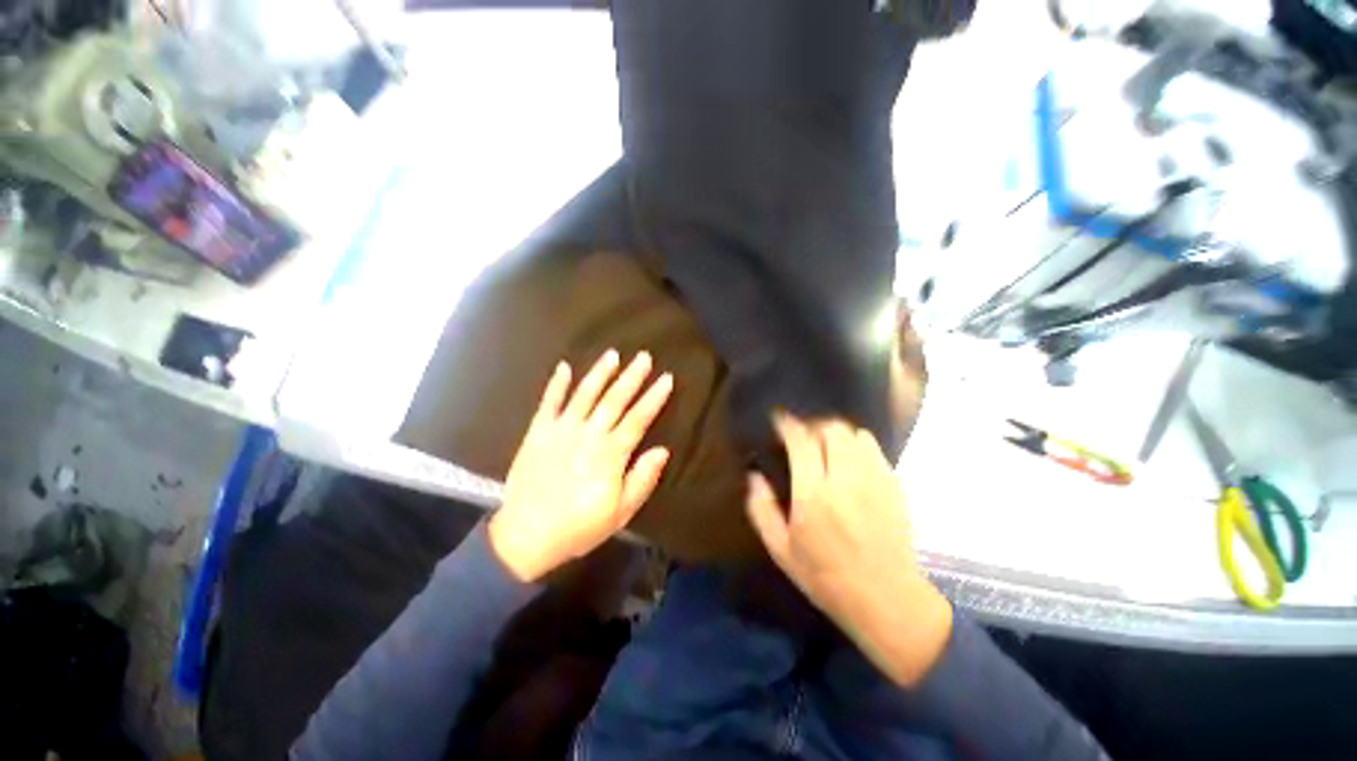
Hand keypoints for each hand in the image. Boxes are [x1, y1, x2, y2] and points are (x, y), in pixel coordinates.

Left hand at [489, 350, 673, 581]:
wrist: (526, 536)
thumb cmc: (578, 527)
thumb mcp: (620, 513)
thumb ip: (642, 479)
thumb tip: (662, 450)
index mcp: (610, 454)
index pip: (638, 419)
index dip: (654, 398)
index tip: (666, 378)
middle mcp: (588, 434)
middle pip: (615, 400)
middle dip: (632, 377)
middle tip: (644, 356)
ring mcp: (561, 430)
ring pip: (585, 394)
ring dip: (600, 373)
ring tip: (612, 354)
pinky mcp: (537, 432)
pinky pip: (548, 403)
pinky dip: (556, 385)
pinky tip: (564, 367)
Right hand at [746, 413, 952, 686]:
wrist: (887, 600)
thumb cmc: (825, 578)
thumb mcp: (781, 550)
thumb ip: (761, 509)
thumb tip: (754, 476)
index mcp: (813, 495)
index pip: (801, 441)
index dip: (788, 424)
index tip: (779, 419)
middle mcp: (845, 480)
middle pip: (830, 429)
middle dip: (812, 425)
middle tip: (802, 436)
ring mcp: (874, 480)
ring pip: (854, 434)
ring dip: (835, 433)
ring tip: (825, 445)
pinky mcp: (893, 485)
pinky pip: (873, 448)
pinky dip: (857, 444)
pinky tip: (849, 459)